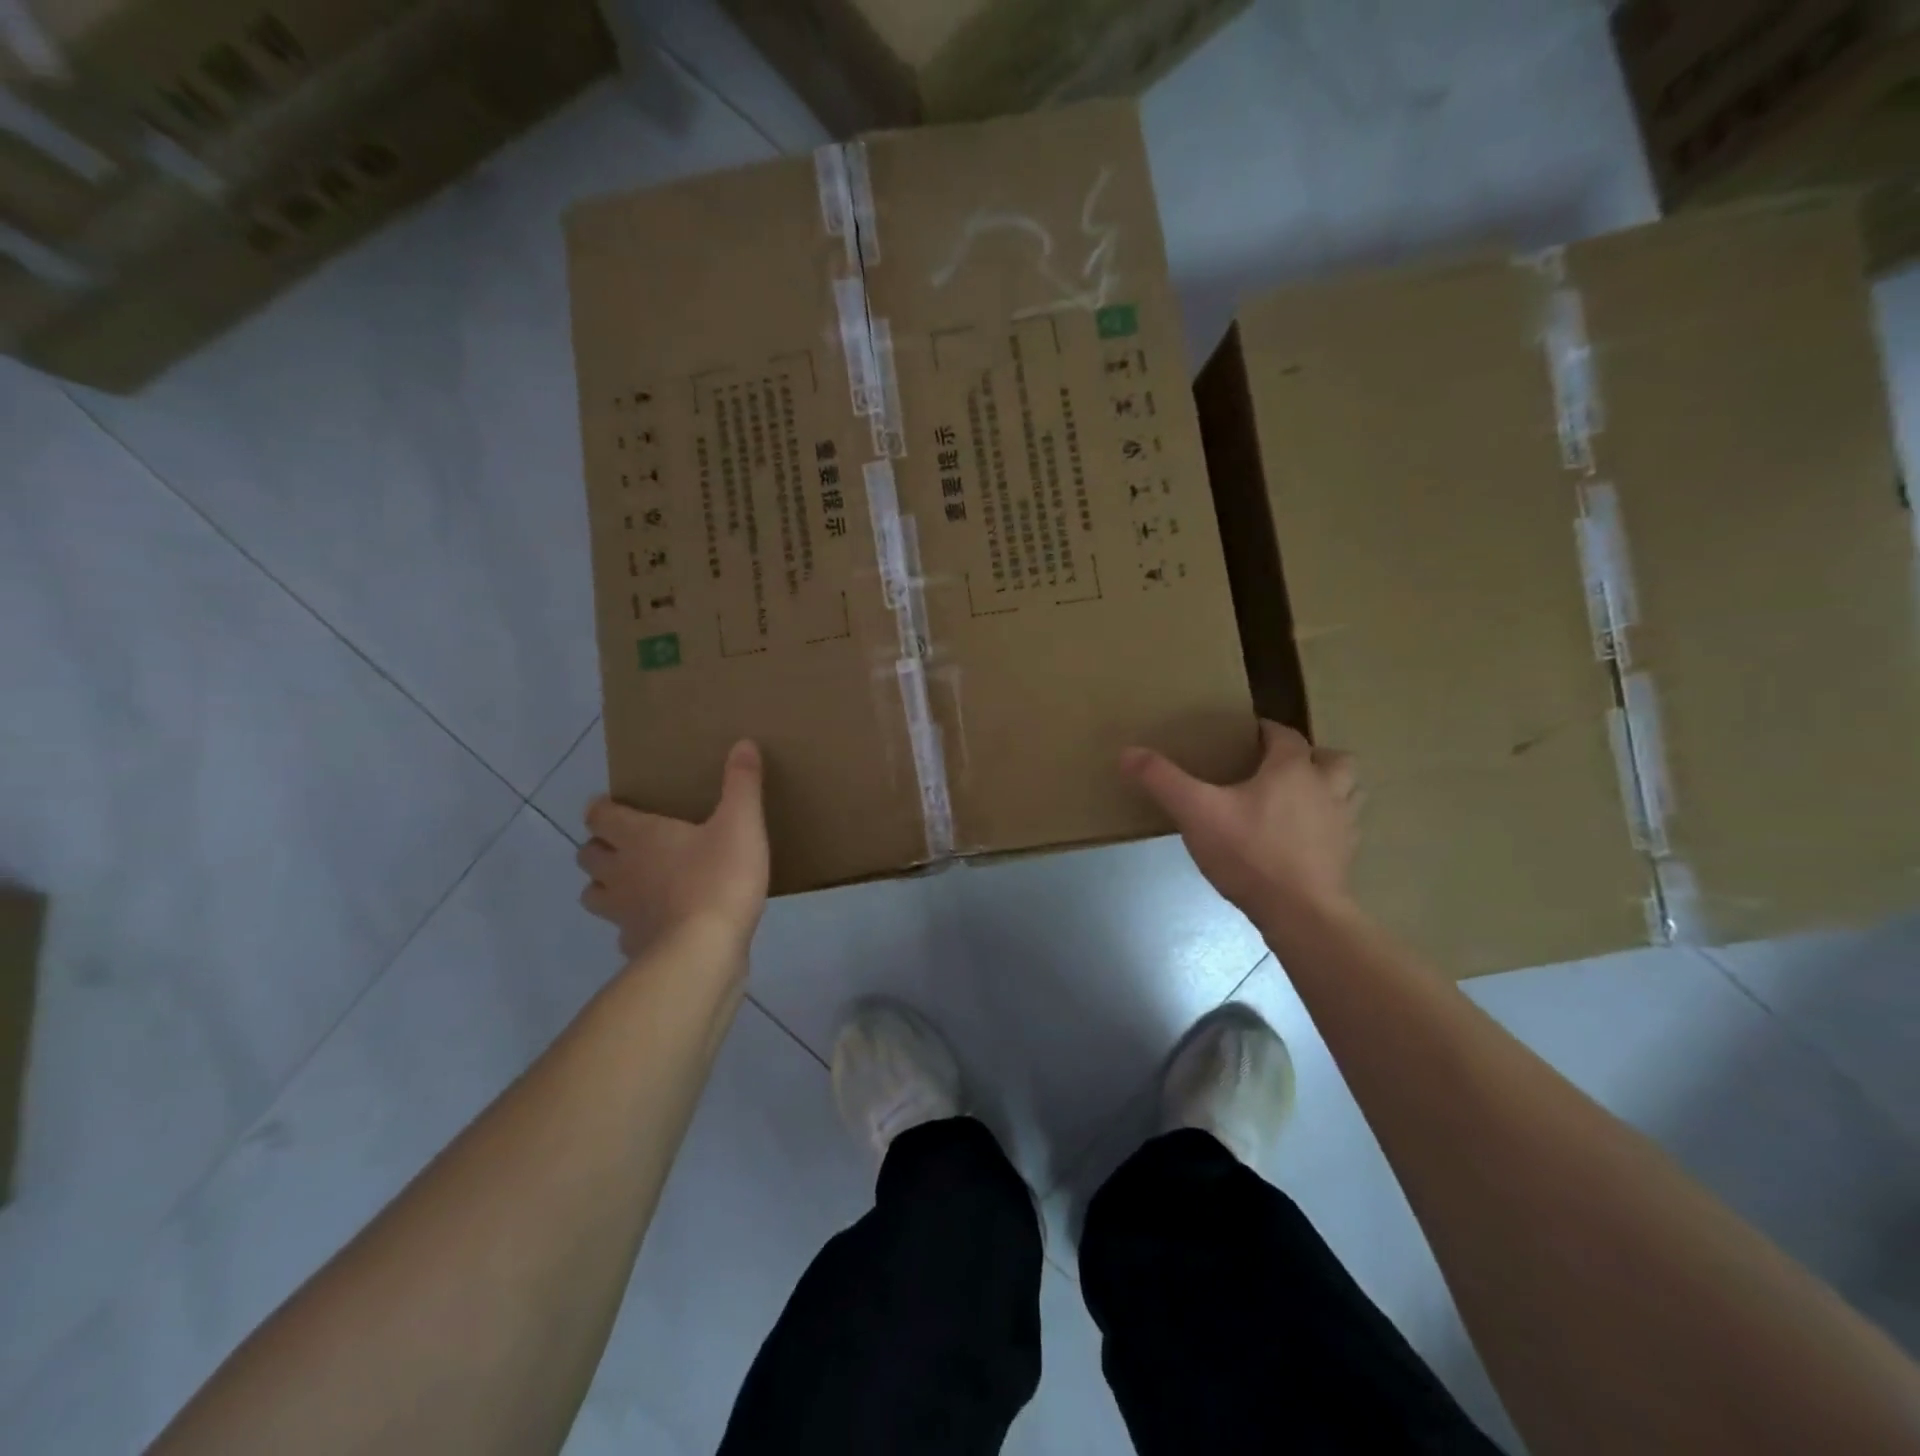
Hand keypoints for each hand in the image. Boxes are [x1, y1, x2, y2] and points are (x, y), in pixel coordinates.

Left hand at [578, 740, 769, 960]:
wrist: (704, 952)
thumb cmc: (719, 878)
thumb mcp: (742, 823)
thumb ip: (742, 783)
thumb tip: (743, 743)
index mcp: (640, 837)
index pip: (600, 816)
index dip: (602, 809)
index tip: (613, 806)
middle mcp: (621, 872)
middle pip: (588, 856)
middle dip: (600, 847)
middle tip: (626, 844)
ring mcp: (623, 913)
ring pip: (594, 895)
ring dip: (606, 886)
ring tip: (633, 884)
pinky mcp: (636, 946)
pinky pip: (623, 932)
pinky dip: (633, 926)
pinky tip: (657, 925)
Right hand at [1123, 721, 1358, 920]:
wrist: (1301, 914)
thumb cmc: (1250, 853)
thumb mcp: (1196, 812)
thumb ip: (1162, 780)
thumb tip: (1127, 752)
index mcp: (1293, 769)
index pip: (1284, 735)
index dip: (1265, 731)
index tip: (1244, 736)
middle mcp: (1326, 789)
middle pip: (1333, 759)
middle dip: (1311, 758)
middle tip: (1280, 769)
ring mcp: (1342, 825)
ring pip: (1348, 792)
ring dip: (1329, 789)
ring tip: (1298, 801)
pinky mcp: (1345, 858)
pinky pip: (1343, 830)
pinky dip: (1327, 827)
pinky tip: (1302, 842)